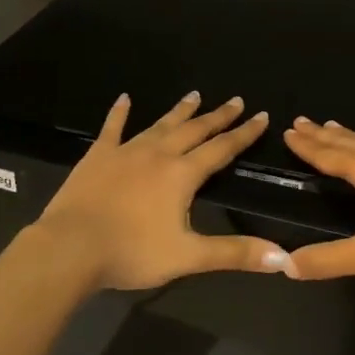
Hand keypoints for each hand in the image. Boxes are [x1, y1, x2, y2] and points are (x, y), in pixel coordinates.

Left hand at [33, 92, 291, 290]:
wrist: (70, 248)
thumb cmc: (132, 252)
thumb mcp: (188, 256)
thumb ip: (235, 253)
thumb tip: (284, 259)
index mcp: (182, 175)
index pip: (222, 149)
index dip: (244, 134)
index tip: (261, 116)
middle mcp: (158, 154)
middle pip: (194, 130)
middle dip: (217, 116)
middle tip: (235, 100)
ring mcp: (125, 152)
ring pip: (159, 124)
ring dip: (179, 111)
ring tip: (194, 95)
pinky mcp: (97, 157)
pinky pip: (112, 128)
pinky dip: (119, 113)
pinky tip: (124, 99)